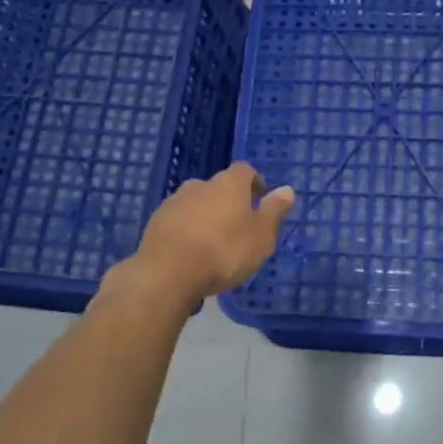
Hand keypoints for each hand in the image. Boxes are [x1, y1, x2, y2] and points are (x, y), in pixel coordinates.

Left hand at [124, 162, 295, 305]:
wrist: (168, 273)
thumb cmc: (224, 251)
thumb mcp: (261, 236)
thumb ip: (274, 211)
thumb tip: (287, 190)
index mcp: (228, 184)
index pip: (245, 170)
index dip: (255, 182)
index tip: (261, 198)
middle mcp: (200, 185)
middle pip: (218, 187)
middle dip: (228, 202)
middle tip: (238, 226)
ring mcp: (174, 203)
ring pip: (196, 204)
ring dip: (206, 217)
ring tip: (213, 244)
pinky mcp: (155, 223)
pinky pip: (178, 222)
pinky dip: (187, 232)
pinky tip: (191, 255)